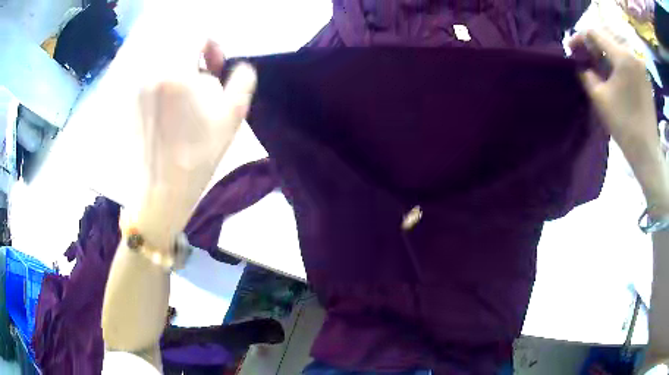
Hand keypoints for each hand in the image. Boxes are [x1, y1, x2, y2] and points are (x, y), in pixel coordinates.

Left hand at [134, 40, 255, 249]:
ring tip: (185, 95)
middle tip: (202, 80)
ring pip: (162, 60)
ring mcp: (136, 87)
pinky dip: (162, 81)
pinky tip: (168, 106)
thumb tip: (238, 65)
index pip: (196, 35)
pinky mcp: (129, 101)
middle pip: (177, 46)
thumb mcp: (234, 115)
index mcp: (176, 73)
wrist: (162, 189)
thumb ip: (243, 78)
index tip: (216, 67)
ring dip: (178, 68)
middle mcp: (151, 73)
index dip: (212, 46)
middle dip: (194, 56)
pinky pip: (149, 76)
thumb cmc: (199, 154)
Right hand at [569, 29, 658, 158]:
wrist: (647, 152)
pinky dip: (617, 61)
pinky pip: (627, 59)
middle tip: (584, 57)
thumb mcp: (599, 97)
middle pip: (607, 37)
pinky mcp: (645, 77)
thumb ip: (586, 73)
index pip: (595, 33)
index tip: (571, 49)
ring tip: (598, 65)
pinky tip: (613, 72)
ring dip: (605, 52)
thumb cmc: (624, 125)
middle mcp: (633, 54)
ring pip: (618, 47)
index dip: (580, 38)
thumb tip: (581, 64)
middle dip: (593, 45)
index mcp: (622, 56)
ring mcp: (641, 66)